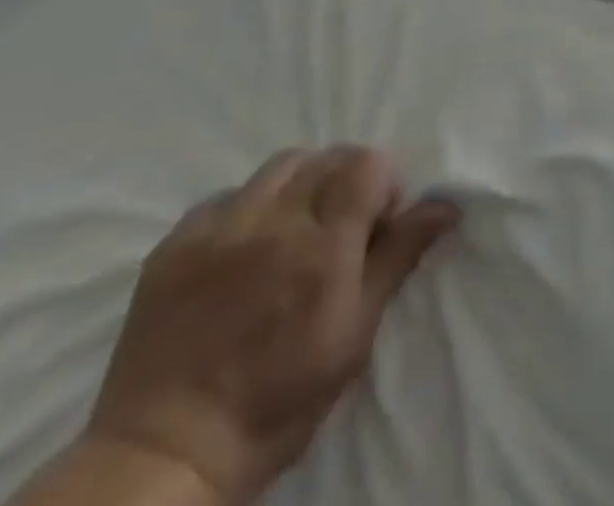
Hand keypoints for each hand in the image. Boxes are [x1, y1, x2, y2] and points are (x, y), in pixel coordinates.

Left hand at [85, 147, 459, 504]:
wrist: (167, 456)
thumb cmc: (279, 400)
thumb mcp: (355, 333)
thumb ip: (398, 256)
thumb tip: (446, 205)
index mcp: (324, 245)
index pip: (368, 163)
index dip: (382, 185)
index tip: (377, 224)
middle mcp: (274, 222)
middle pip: (327, 157)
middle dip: (346, 180)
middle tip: (340, 227)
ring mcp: (219, 229)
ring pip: (280, 166)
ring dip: (301, 184)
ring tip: (293, 229)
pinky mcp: (175, 245)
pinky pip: (226, 196)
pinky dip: (248, 208)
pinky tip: (244, 247)